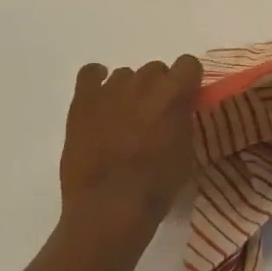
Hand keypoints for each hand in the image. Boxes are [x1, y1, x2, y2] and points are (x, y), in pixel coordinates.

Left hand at [58, 56, 203, 251]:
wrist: (109, 207)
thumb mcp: (186, 153)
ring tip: (124, 118)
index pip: (188, 64)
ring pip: (126, 74)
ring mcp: (110, 89)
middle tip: (154, 117)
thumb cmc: (156, 187)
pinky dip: (97, 81)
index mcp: (175, 94)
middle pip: (156, 69)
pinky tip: (100, 100)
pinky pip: (90, 73)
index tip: (185, 100)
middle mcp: (144, 82)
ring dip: (130, 91)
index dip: (187, 81)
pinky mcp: (83, 101)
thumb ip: (183, 122)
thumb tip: (177, 113)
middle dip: (158, 88)